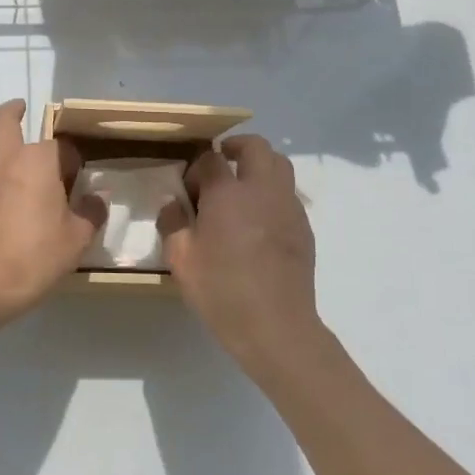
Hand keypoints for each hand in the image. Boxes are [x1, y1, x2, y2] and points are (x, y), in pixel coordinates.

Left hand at [0, 99, 106, 328]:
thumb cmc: (35, 258)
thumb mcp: (77, 239)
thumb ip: (92, 212)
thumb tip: (99, 197)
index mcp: (38, 161)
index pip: (59, 146)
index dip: (68, 158)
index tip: (72, 175)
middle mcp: (4, 155)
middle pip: (5, 119)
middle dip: (14, 110)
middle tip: (19, 109)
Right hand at [159, 134, 322, 375]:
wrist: (277, 327)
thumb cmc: (222, 291)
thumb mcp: (181, 260)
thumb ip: (172, 223)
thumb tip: (171, 202)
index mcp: (228, 193)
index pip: (211, 158)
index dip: (196, 167)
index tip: (188, 190)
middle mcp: (262, 190)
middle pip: (255, 146)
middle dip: (235, 147)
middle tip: (219, 164)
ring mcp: (288, 206)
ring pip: (279, 164)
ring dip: (259, 165)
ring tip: (241, 188)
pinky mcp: (304, 226)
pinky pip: (288, 193)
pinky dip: (272, 192)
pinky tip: (259, 220)